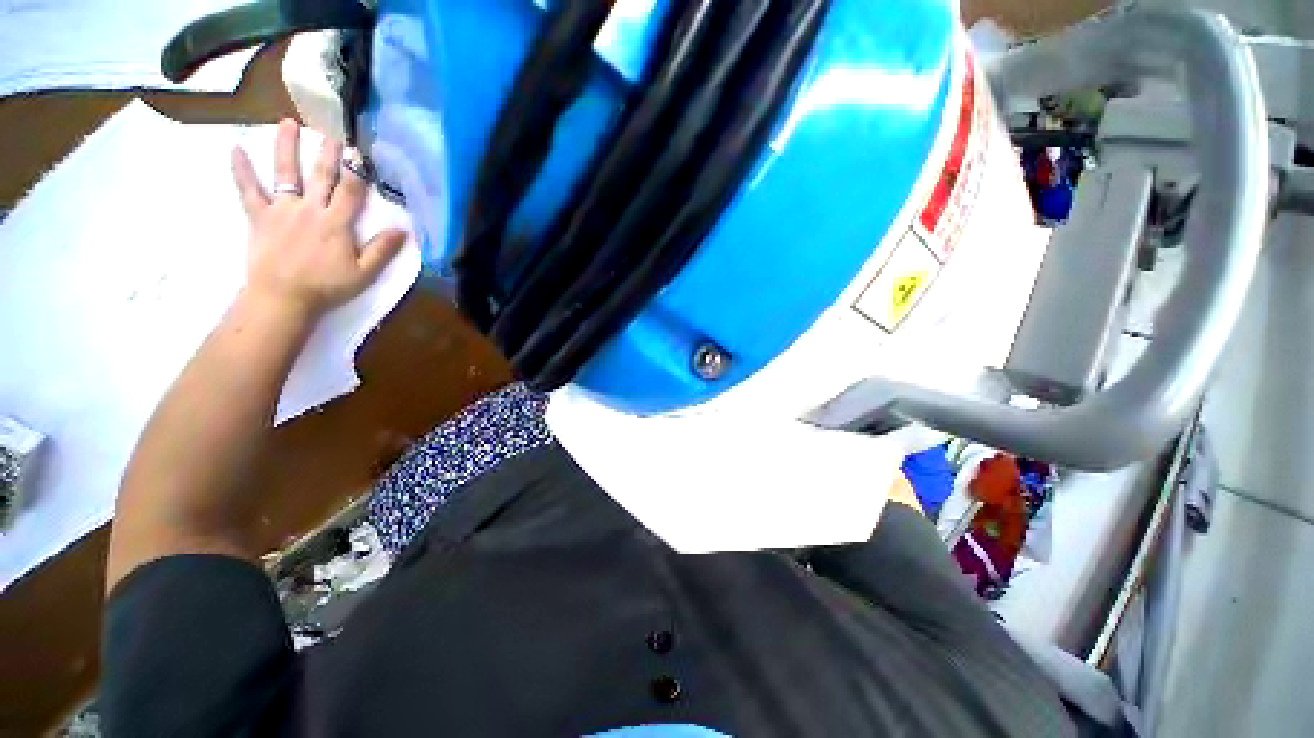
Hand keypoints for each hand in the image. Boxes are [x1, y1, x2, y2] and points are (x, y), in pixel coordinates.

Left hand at [231, 119, 407, 319]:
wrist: (283, 297)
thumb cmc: (327, 287)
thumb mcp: (363, 273)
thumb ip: (382, 250)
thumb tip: (404, 231)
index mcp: (336, 223)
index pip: (351, 191)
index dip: (358, 170)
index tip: (362, 148)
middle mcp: (309, 209)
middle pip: (321, 175)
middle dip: (328, 150)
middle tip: (331, 125)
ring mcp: (282, 209)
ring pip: (285, 172)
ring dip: (286, 147)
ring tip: (286, 122)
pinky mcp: (259, 216)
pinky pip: (248, 190)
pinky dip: (241, 170)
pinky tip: (235, 149)